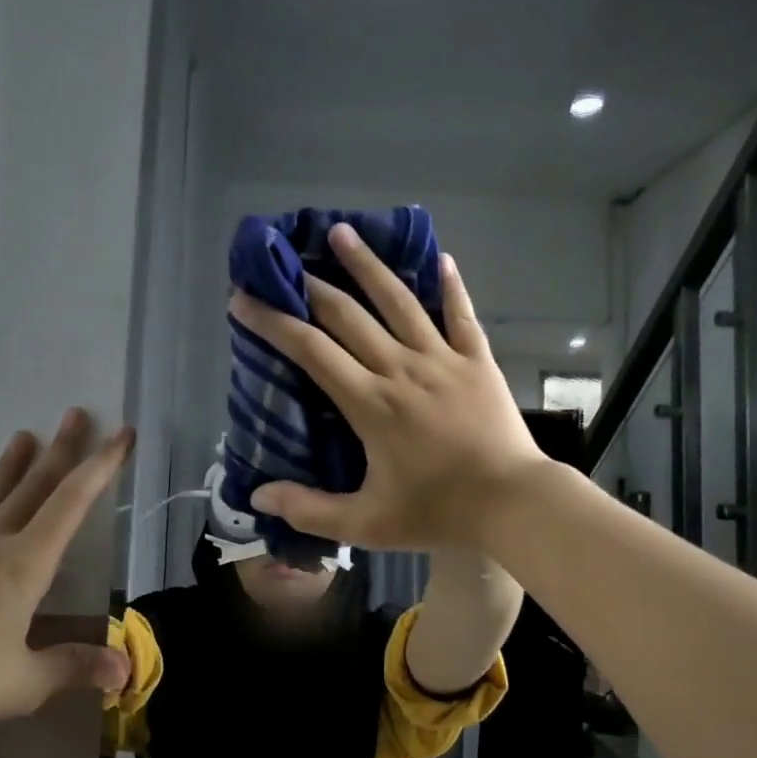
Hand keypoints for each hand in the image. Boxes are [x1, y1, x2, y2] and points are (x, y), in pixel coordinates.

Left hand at [0, 410, 133, 733]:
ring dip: (7, 470)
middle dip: (59, 451)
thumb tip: (125, 673)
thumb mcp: (27, 681)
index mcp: (24, 565)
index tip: (121, 435)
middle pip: (32, 489)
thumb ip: (76, 667)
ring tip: (21, 436)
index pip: (72, 503)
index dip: (100, 467)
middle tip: (75, 414)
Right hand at [228, 221, 549, 552]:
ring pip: (399, 301)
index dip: (273, 322)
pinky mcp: (477, 361)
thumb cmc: (437, 513)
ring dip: (367, 266)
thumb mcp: (366, 525)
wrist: (513, 505)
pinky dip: (450, 286)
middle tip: (283, 263)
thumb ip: (309, 509)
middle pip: (347, 315)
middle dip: (309, 286)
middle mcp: (400, 368)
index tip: (243, 299)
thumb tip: (258, 495)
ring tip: (343, 232)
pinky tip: (439, 258)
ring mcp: (442, 359)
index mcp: (370, 403)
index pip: (310, 350)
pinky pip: (460, 314)